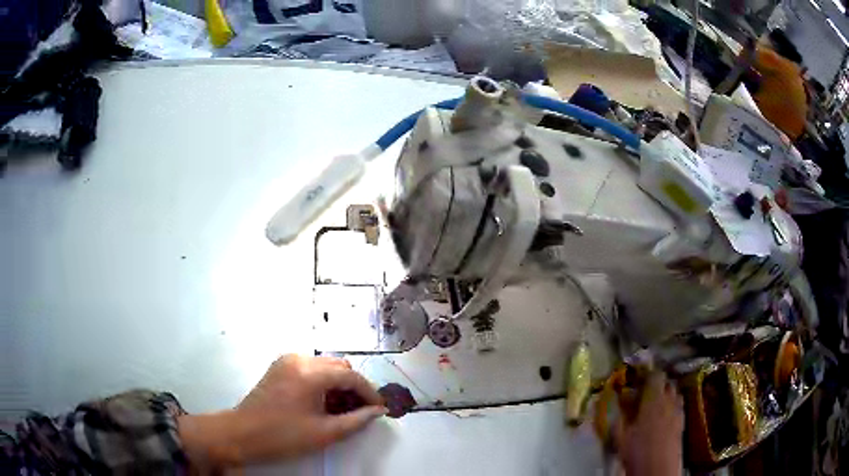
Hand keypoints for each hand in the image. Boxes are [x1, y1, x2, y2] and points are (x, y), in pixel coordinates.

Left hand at [178, 355, 385, 468]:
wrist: (243, 434)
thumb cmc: (284, 436)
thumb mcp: (325, 433)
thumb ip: (356, 420)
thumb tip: (378, 411)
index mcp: (310, 373)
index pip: (350, 376)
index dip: (370, 392)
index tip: (380, 408)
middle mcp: (299, 359)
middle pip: (339, 366)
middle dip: (354, 387)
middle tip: (361, 410)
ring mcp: (286, 360)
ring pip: (325, 365)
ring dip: (338, 384)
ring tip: (342, 409)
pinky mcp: (279, 366)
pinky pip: (310, 368)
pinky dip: (322, 381)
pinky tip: (323, 402)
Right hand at [614, 372, 683, 475]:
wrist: (658, 469)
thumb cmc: (637, 451)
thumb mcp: (620, 436)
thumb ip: (619, 417)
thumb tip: (616, 404)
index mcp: (654, 399)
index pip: (656, 375)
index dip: (647, 374)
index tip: (637, 380)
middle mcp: (669, 400)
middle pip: (667, 383)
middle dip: (657, 385)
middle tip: (644, 395)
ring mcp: (678, 410)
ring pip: (674, 394)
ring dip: (666, 395)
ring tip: (654, 406)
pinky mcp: (682, 422)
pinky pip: (678, 406)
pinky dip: (671, 407)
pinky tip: (662, 419)